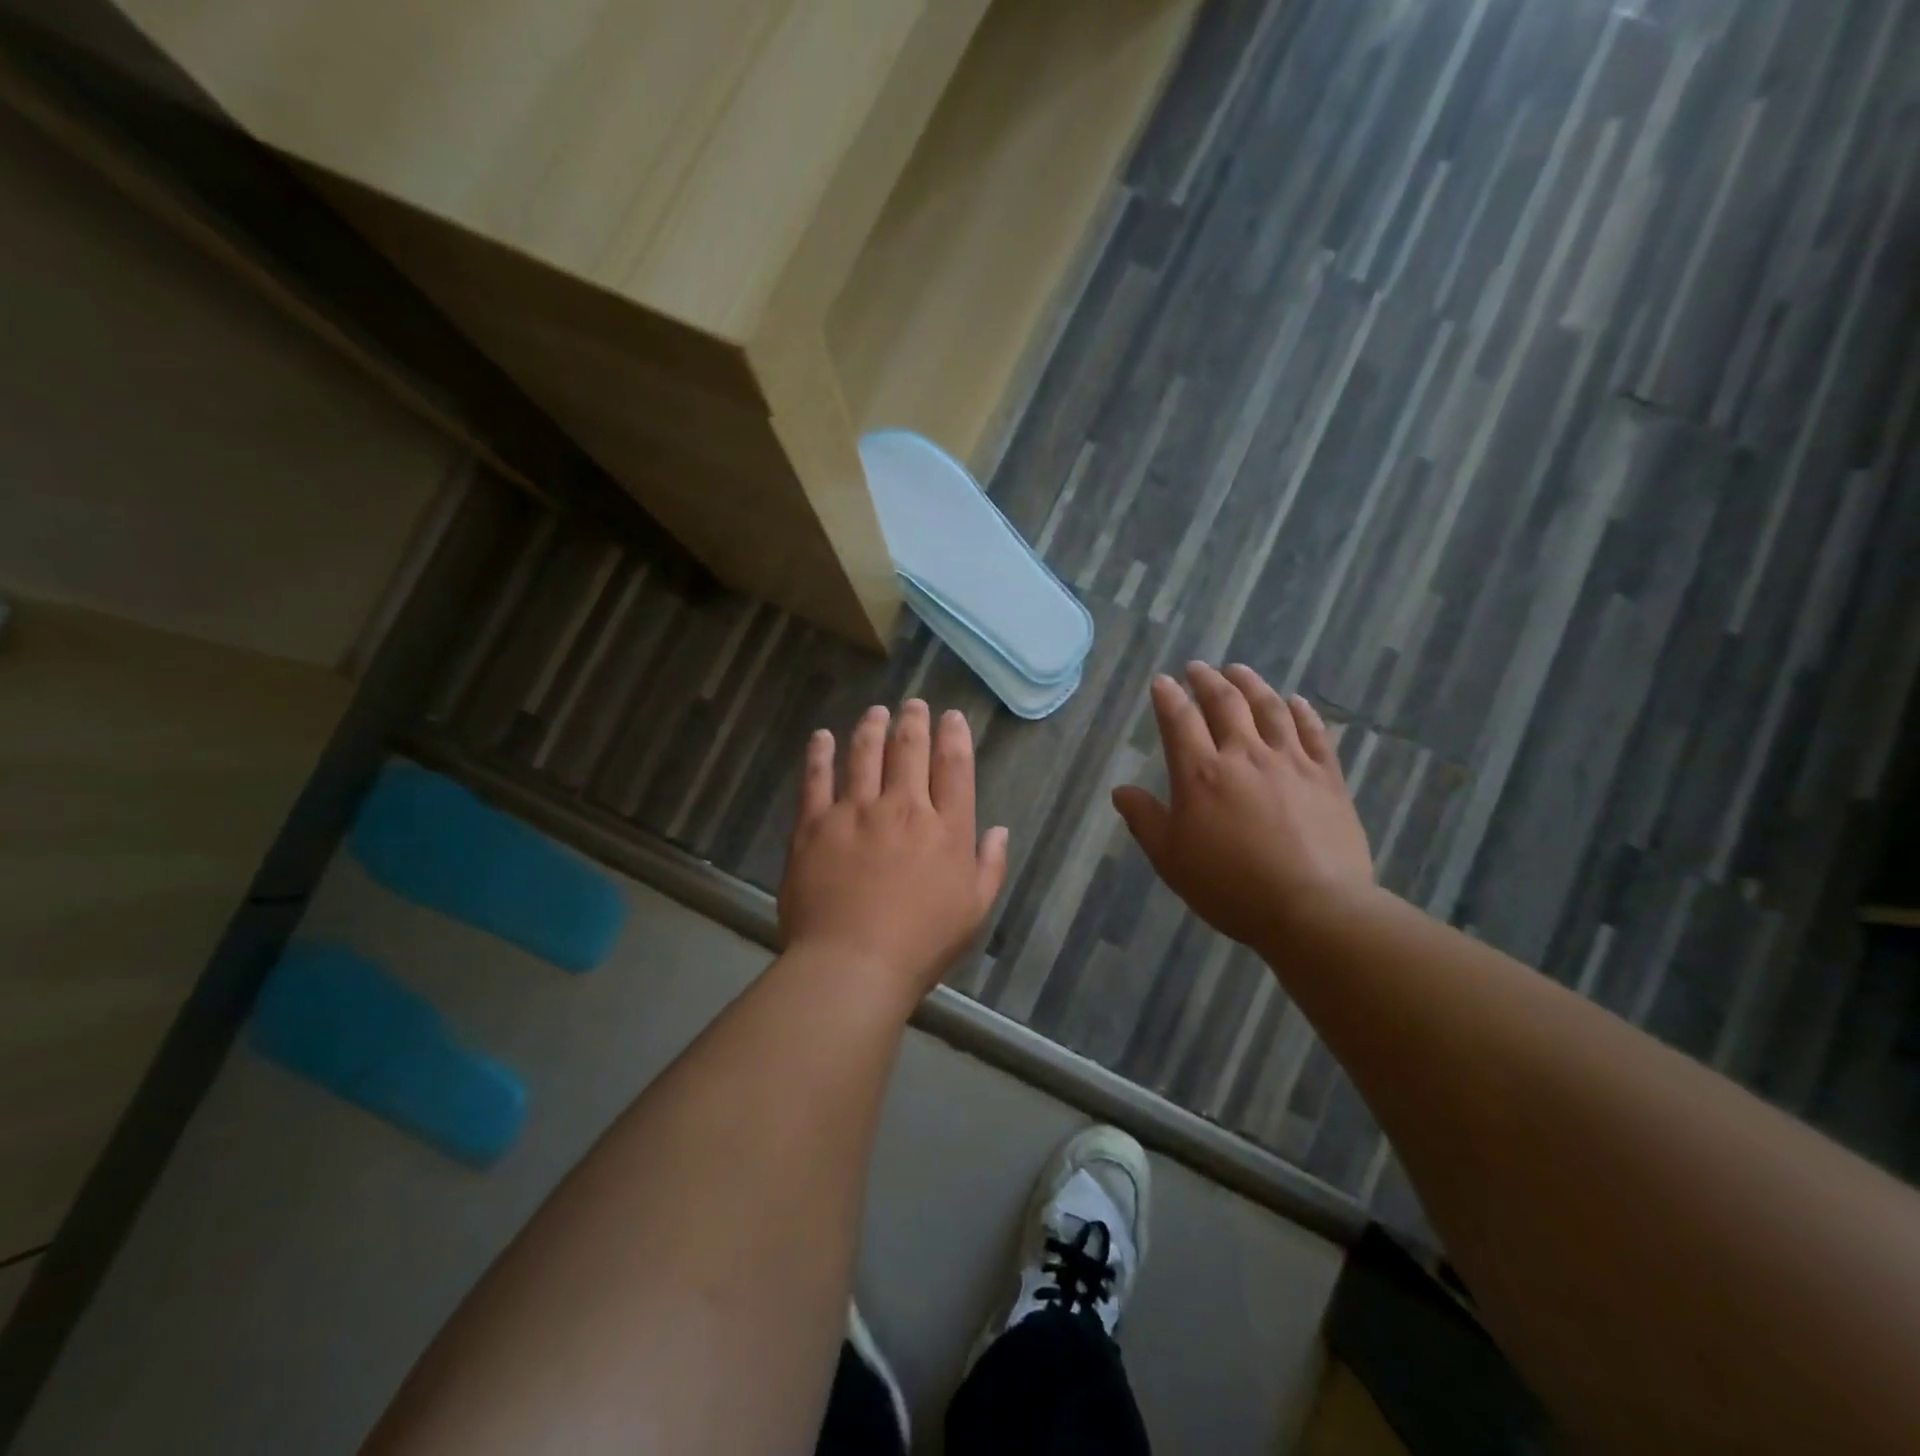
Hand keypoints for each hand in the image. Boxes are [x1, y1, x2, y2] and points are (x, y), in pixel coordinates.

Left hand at [779, 700, 1009, 1007]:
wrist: (852, 964)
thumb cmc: (921, 944)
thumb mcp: (974, 911)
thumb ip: (990, 866)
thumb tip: (998, 830)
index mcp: (946, 828)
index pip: (954, 767)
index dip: (954, 735)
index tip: (951, 717)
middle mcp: (903, 808)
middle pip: (909, 750)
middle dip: (913, 721)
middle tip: (913, 705)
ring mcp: (855, 812)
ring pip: (864, 754)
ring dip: (871, 727)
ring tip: (875, 712)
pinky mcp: (814, 824)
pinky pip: (816, 778)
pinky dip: (820, 753)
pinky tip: (822, 737)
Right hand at [1113, 663, 1372, 954]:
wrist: (1313, 908)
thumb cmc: (1230, 888)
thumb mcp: (1171, 860)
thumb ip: (1145, 820)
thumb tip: (1121, 791)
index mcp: (1201, 774)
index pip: (1179, 721)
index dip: (1168, 697)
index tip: (1162, 682)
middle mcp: (1244, 755)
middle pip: (1225, 704)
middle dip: (1207, 681)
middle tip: (1198, 668)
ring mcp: (1290, 762)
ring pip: (1269, 708)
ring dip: (1251, 684)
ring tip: (1239, 670)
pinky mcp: (1326, 776)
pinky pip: (1314, 732)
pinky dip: (1302, 711)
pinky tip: (1295, 701)